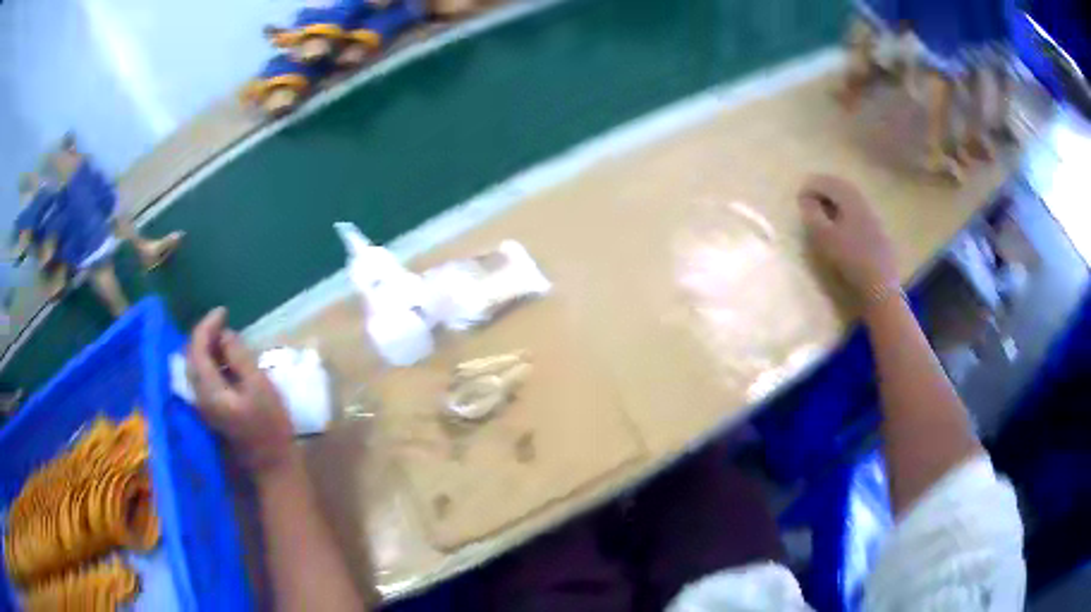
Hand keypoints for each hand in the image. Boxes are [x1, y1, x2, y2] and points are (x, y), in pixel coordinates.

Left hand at [187, 308, 294, 474]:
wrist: (272, 464)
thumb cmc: (271, 426)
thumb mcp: (260, 387)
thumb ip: (239, 358)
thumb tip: (225, 335)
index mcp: (209, 391)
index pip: (197, 349)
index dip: (207, 326)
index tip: (224, 312)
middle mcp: (199, 397)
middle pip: (190, 357)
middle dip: (203, 334)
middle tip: (223, 322)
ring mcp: (203, 406)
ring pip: (194, 367)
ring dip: (205, 348)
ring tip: (225, 337)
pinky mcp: (210, 410)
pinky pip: (201, 378)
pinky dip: (208, 362)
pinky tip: (224, 359)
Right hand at [798, 175, 899, 307]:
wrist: (880, 285)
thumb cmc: (849, 259)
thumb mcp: (824, 237)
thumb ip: (812, 214)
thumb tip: (805, 198)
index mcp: (849, 199)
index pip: (826, 182)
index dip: (810, 187)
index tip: (798, 199)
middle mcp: (862, 201)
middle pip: (840, 187)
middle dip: (824, 190)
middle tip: (809, 200)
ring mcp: (872, 216)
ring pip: (850, 199)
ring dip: (835, 201)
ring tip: (823, 212)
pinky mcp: (877, 231)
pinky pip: (858, 212)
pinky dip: (846, 212)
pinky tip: (842, 225)